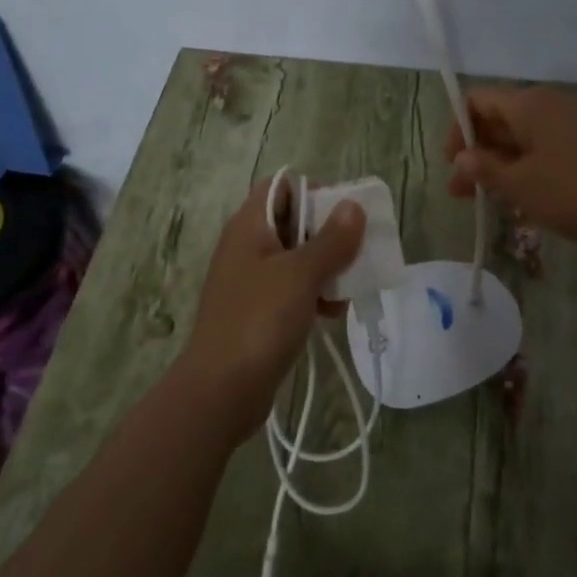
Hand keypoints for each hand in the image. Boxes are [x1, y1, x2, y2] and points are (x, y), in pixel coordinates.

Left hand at [177, 180, 365, 444]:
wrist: (220, 390)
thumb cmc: (260, 320)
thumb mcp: (301, 275)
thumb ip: (331, 240)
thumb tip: (352, 206)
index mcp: (249, 225)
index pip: (281, 186)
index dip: (312, 191)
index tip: (343, 213)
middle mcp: (247, 246)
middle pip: (292, 221)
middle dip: (327, 233)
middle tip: (356, 250)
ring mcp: (250, 280)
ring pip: (296, 258)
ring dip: (325, 267)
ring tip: (348, 287)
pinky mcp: (257, 311)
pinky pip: (291, 289)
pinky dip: (313, 294)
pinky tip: (332, 314)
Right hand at [445, 86, 576, 246]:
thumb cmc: (572, 192)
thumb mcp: (519, 185)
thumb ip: (484, 168)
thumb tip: (462, 156)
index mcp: (527, 104)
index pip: (476, 100)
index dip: (457, 129)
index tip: (452, 164)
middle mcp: (545, 105)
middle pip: (496, 119)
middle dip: (474, 152)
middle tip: (459, 191)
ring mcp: (565, 124)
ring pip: (517, 137)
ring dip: (495, 164)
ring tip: (480, 199)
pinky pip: (538, 148)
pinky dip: (520, 168)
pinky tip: (513, 199)